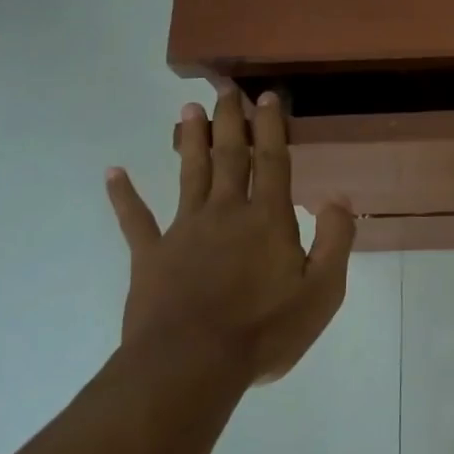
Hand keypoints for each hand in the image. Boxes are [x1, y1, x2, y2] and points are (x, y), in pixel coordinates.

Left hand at [105, 89, 354, 384]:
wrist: (191, 365)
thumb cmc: (265, 330)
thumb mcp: (322, 292)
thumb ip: (335, 240)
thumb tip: (340, 198)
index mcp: (268, 219)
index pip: (272, 161)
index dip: (271, 127)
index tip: (267, 97)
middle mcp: (226, 212)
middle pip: (229, 156)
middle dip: (230, 121)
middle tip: (226, 88)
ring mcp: (184, 231)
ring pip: (189, 174)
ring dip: (189, 140)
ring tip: (188, 109)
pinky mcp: (151, 256)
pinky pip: (135, 220)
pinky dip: (123, 196)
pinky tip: (113, 172)